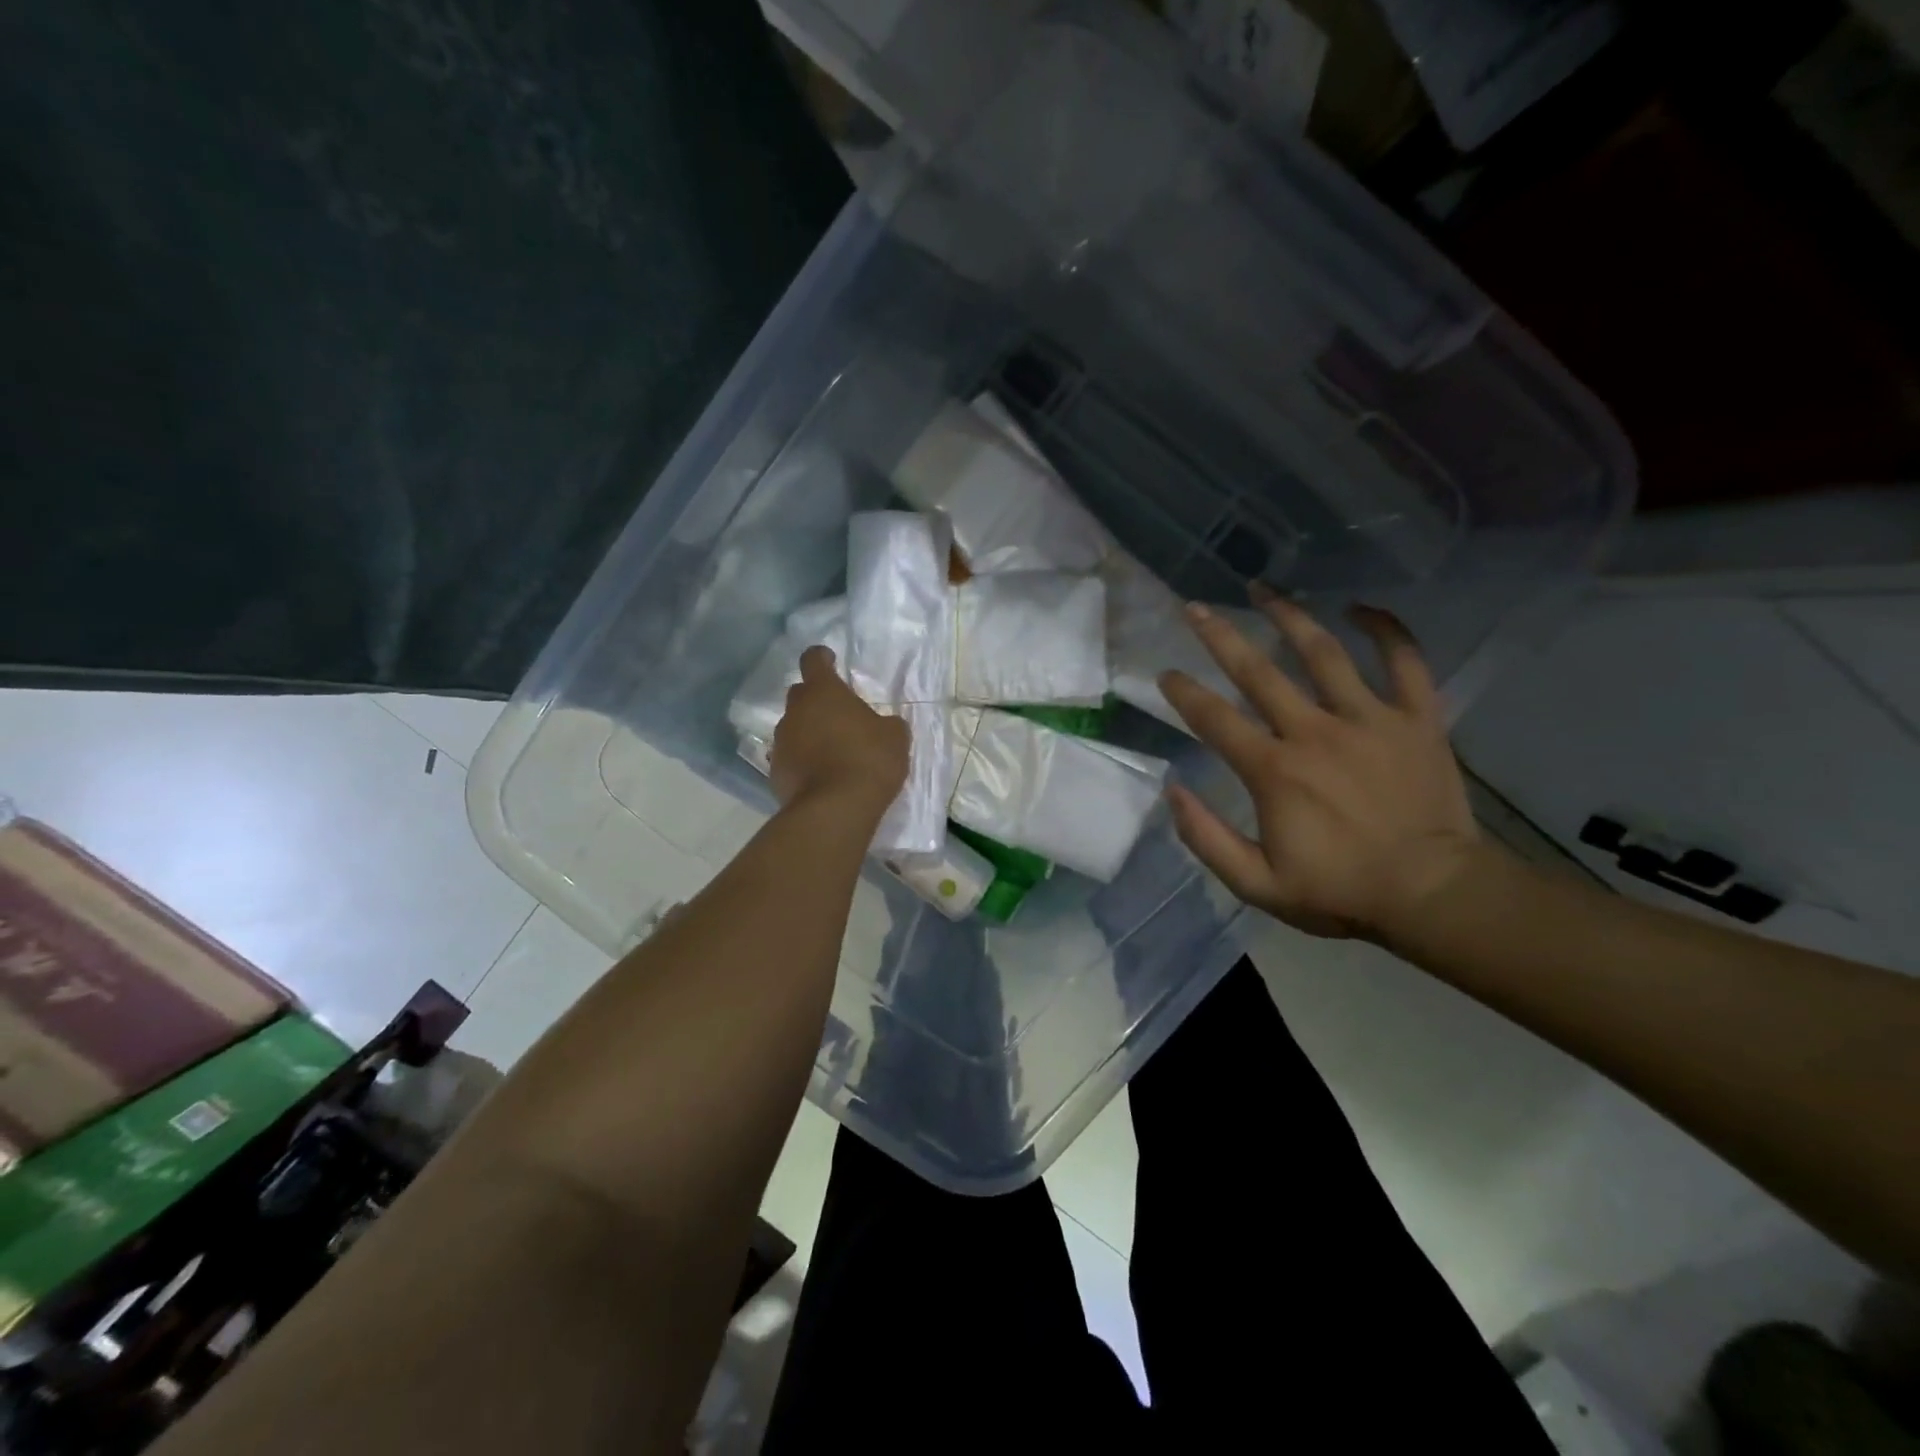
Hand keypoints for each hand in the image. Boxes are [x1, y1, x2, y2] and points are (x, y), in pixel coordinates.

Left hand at [770, 646, 910, 814]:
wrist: (834, 809)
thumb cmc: (868, 761)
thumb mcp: (895, 737)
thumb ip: (887, 723)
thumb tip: (883, 724)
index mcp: (823, 692)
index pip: (813, 660)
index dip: (822, 657)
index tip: (830, 660)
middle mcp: (795, 711)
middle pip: (800, 694)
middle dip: (816, 700)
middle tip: (837, 714)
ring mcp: (781, 741)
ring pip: (793, 727)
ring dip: (808, 732)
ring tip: (830, 751)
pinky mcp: (775, 771)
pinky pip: (790, 757)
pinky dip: (802, 760)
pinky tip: (820, 775)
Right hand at [1159, 596, 1480, 943]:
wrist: (1433, 896)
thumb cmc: (1340, 892)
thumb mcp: (1257, 884)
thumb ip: (1206, 839)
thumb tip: (1172, 791)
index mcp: (1273, 770)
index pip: (1214, 718)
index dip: (1183, 692)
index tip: (1165, 674)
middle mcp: (1314, 731)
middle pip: (1258, 671)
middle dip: (1220, 635)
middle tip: (1195, 607)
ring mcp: (1369, 719)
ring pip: (1323, 652)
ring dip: (1289, 615)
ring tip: (1263, 588)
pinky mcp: (1416, 720)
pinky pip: (1405, 662)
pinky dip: (1386, 630)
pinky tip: (1361, 608)